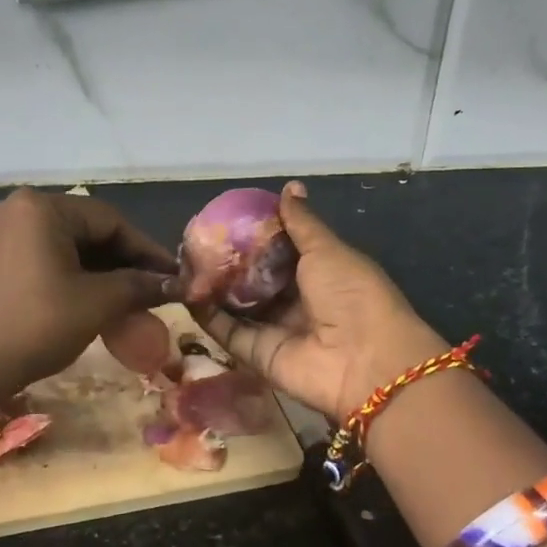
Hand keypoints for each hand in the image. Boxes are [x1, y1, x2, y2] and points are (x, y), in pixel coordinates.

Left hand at [0, 188, 177, 399]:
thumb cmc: (35, 325)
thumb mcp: (96, 303)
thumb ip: (139, 286)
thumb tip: (175, 284)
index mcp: (42, 208)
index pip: (111, 221)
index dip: (147, 250)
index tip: (174, 276)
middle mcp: (20, 211)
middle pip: (90, 232)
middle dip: (126, 263)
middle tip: (156, 291)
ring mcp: (4, 235)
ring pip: (70, 248)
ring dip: (104, 274)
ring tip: (133, 302)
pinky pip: (48, 261)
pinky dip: (77, 280)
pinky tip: (98, 304)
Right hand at [197, 182, 444, 420]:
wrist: (365, 360)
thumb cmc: (351, 294)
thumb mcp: (326, 250)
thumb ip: (301, 223)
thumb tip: (291, 186)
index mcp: (319, 272)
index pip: (279, 249)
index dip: (254, 234)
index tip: (224, 218)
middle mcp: (296, 300)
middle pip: (254, 277)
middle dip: (227, 260)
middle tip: (194, 240)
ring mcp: (276, 328)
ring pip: (237, 303)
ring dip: (212, 285)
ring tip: (182, 262)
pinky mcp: (258, 354)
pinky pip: (228, 332)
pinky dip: (207, 314)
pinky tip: (186, 291)